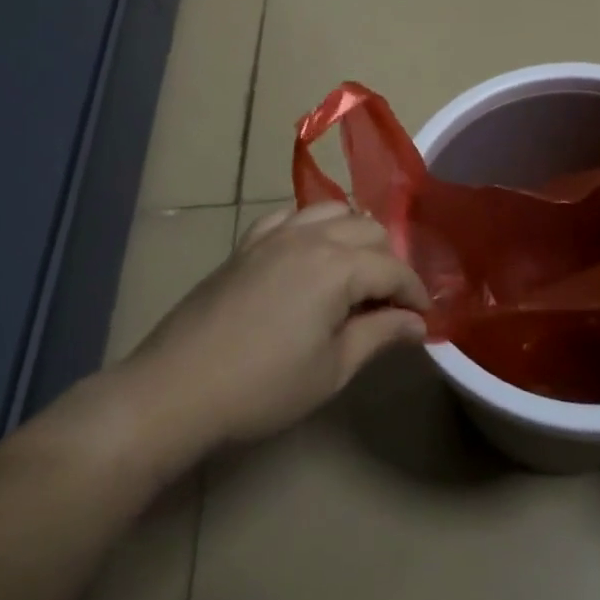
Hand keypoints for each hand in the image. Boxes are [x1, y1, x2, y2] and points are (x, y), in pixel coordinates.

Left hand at [111, 203, 428, 471]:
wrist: (175, 389)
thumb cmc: (262, 387)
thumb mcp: (332, 369)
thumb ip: (380, 335)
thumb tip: (417, 322)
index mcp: (339, 267)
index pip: (394, 269)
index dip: (415, 293)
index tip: (423, 318)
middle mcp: (312, 237)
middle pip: (369, 229)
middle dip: (389, 261)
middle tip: (388, 302)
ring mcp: (275, 234)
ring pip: (333, 210)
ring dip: (354, 234)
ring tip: (355, 271)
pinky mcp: (247, 243)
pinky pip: (290, 215)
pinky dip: (311, 224)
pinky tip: (310, 251)